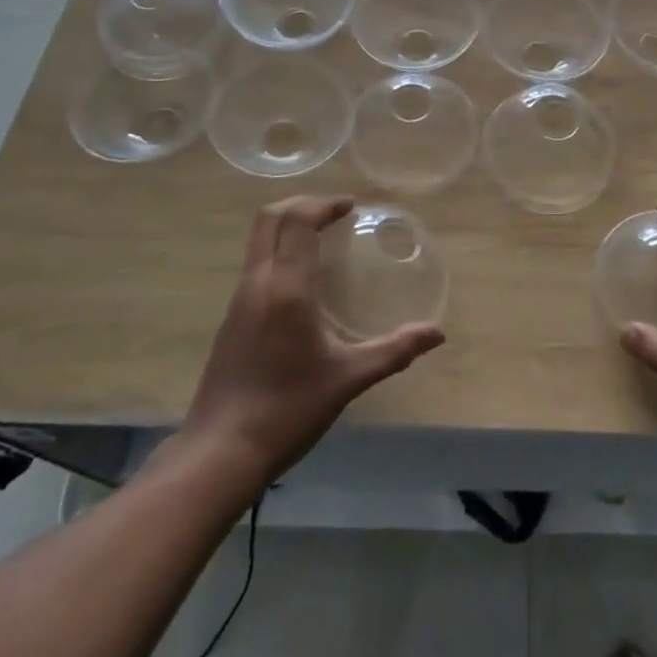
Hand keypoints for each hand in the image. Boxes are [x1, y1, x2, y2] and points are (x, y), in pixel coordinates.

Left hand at [180, 196, 444, 484]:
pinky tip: (301, 280)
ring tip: (322, 240)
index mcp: (287, 287)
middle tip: (335, 214)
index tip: (351, 207)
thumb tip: (437, 333)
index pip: (298, 220)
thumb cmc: (288, 409)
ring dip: (288, 225)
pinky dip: (278, 250)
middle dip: (302, 204)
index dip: (324, 204)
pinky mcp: (231, 317)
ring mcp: (239, 298)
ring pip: (258, 238)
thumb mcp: (348, 379)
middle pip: (270, 217)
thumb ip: (394, 351)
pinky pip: (255, 262)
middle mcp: (258, 281)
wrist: (220, 452)